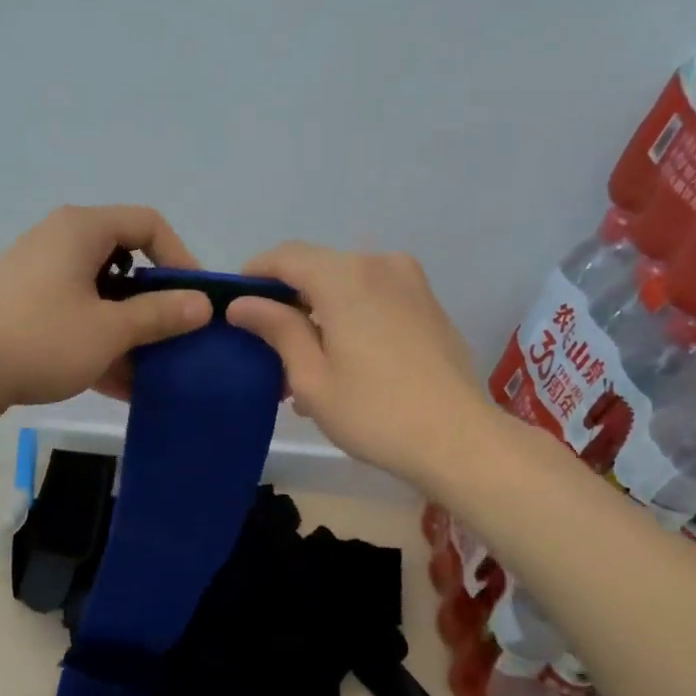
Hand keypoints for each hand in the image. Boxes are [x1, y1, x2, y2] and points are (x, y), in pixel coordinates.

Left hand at [0, 205, 212, 414]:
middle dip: (155, 302)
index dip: (180, 256)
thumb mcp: (109, 329)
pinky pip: (75, 317)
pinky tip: (121, 383)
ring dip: (129, 329)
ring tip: (152, 368)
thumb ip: (159, 315)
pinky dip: (99, 342)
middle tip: (176, 335)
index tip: (194, 299)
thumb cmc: (40, 338)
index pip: (147, 223)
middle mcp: (59, 242)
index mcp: (81, 230)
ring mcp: (38, 277)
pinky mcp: (24, 309)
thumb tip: (202, 304)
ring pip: (100, 295)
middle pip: (125, 261)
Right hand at [227, 243, 488, 486]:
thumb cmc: (374, 412)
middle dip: (288, 299)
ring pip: (347, 284)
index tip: (236, 306)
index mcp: (345, 277)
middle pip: (318, 268)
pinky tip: (343, 361)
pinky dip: (350, 316)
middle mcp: (379, 264)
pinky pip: (375, 296)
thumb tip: (242, 303)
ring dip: (319, 312)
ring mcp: (410, 282)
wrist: (458, 439)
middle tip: (269, 346)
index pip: (285, 256)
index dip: (255, 275)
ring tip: (306, 363)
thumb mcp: (311, 376)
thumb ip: (277, 329)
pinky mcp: (428, 304)